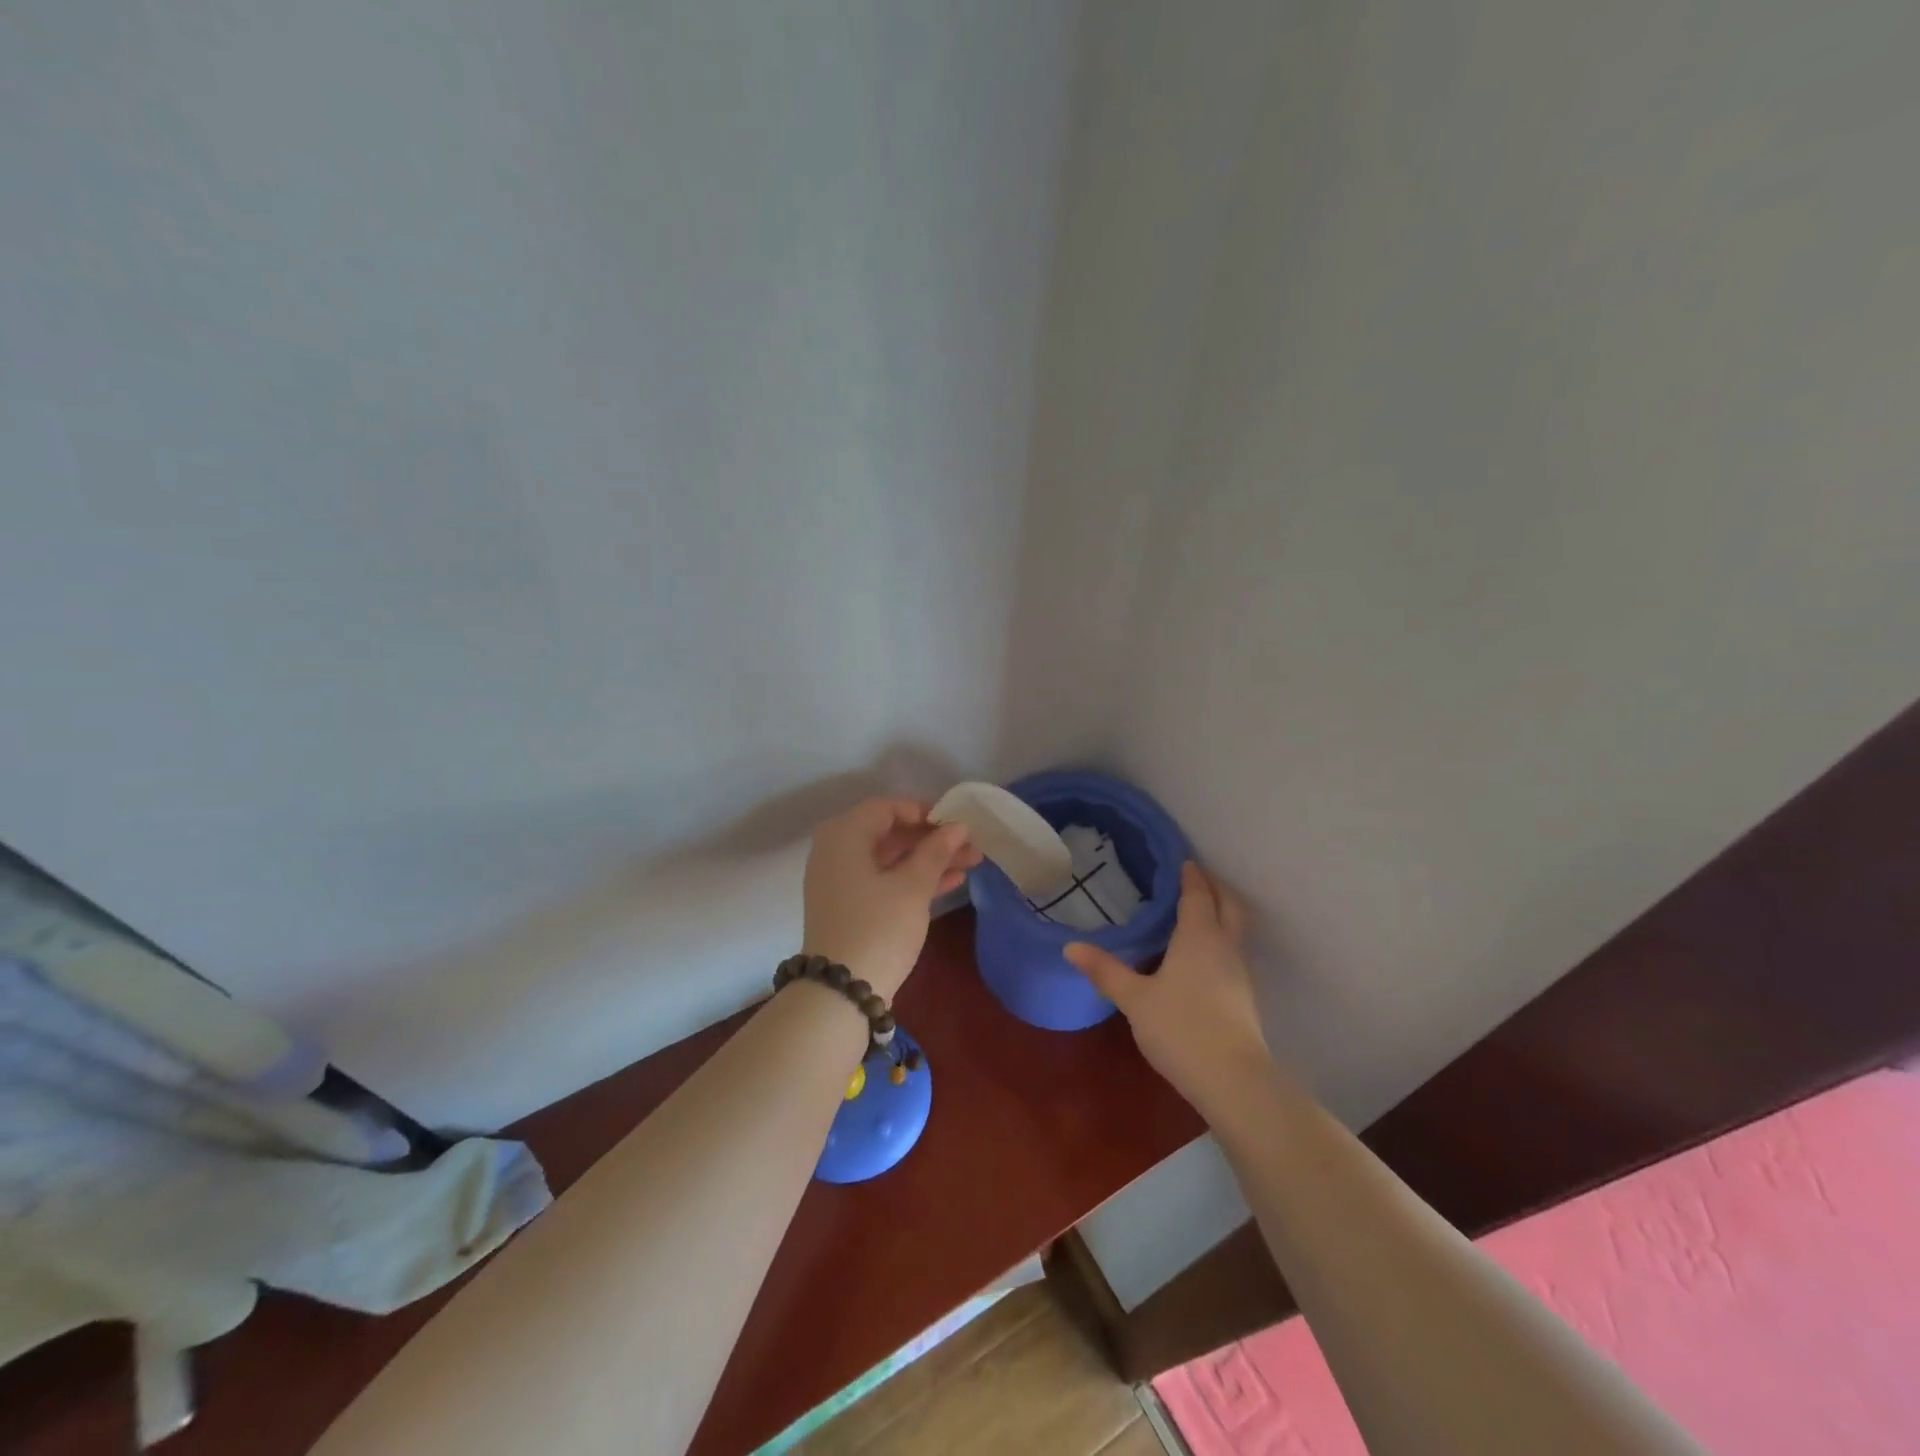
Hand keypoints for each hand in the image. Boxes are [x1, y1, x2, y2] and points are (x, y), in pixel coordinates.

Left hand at [802, 798, 979, 1000]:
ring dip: (929, 859)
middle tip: (971, 844)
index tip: (957, 822)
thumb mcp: (913, 887)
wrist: (841, 992)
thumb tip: (958, 826)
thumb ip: (936, 851)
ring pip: (891, 859)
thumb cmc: (878, 927)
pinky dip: (913, 879)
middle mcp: (836, 851)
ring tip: (972, 862)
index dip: (924, 811)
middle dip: (932, 838)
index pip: (887, 808)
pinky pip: (884, 880)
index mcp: (844, 835)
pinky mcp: (849, 906)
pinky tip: (953, 882)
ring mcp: (840, 881)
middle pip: (890, 833)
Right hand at [1065, 862, 1269, 1116]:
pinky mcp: (1244, 996)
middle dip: (1215, 886)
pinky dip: (1221, 938)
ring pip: (1236, 928)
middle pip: (1229, 904)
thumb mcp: (1135, 999)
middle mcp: (1224, 946)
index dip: (1191, 875)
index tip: (1182, 860)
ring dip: (1222, 912)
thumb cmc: (1180, 1027)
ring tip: (1197, 912)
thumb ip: (1104, 971)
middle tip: (1195, 878)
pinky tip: (1201, 955)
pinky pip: (1233, 951)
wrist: (1233, 1079)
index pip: (1198, 894)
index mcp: (1199, 936)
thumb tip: (1070, 946)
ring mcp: (1239, 972)